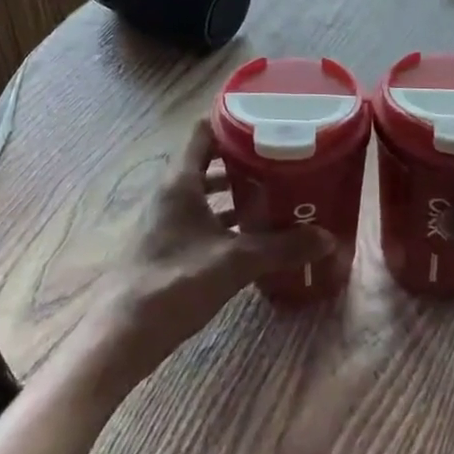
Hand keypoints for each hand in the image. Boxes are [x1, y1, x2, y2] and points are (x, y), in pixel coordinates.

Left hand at [84, 119, 331, 392]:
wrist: (124, 334)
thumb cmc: (176, 282)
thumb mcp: (235, 262)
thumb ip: (282, 247)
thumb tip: (328, 238)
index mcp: (181, 180)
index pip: (204, 130)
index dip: (233, 120)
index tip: (268, 120)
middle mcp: (171, 191)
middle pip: (208, 159)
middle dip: (243, 158)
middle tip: (282, 158)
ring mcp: (167, 218)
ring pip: (205, 191)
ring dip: (235, 190)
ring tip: (275, 192)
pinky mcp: (169, 243)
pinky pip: (202, 217)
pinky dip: (226, 219)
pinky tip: (253, 234)